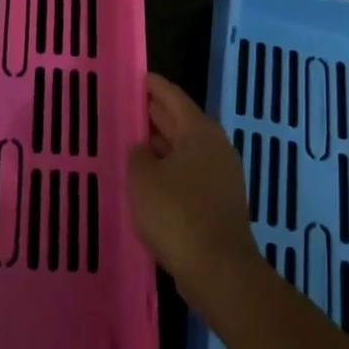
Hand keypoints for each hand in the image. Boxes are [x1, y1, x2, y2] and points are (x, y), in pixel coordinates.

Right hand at [127, 73, 257, 306]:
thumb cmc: (178, 214)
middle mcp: (214, 147)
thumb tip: (142, 148)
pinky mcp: (219, 203)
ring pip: (185, 151)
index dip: (153, 86)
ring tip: (131, 144)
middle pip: (181, 122)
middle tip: (127, 108)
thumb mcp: (144, 178)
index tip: (136, 77)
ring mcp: (221, 177)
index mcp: (199, 131)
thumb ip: (137, 154)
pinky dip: (169, 171)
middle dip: (155, 115)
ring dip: (161, 147)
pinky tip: (149, 182)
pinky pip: (189, 175)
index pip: (173, 96)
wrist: (219, 271)